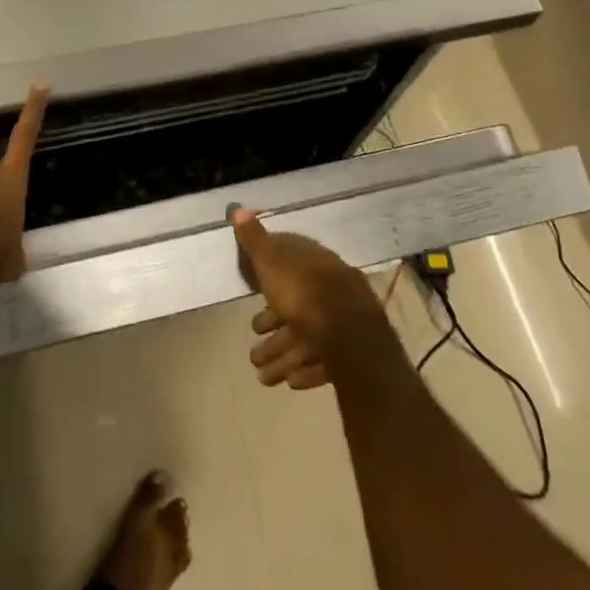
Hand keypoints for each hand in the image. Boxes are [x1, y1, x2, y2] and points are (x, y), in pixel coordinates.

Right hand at [232, 209, 385, 389]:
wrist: (349, 332)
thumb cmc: (303, 292)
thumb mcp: (270, 260)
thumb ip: (254, 240)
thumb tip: (238, 207)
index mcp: (311, 263)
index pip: (287, 266)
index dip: (267, 282)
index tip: (250, 299)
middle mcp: (328, 287)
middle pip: (295, 308)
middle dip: (273, 333)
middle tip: (253, 353)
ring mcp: (341, 319)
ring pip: (307, 337)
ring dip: (283, 356)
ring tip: (263, 377)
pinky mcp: (352, 349)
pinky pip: (323, 359)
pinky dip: (306, 369)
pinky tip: (292, 382)